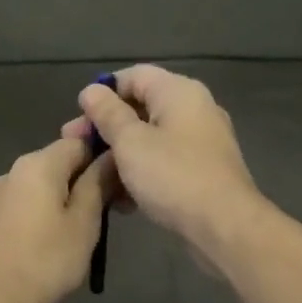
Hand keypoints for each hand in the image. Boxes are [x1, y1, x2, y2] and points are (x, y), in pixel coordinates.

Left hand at [0, 137, 116, 302]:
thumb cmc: (48, 259)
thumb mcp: (85, 221)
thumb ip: (98, 182)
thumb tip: (110, 155)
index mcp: (38, 163)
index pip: (78, 141)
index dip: (103, 157)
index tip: (121, 183)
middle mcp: (14, 170)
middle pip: (59, 162)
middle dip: (86, 179)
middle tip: (112, 211)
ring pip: (43, 184)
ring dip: (67, 197)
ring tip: (86, 229)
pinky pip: (27, 202)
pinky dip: (46, 211)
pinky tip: (55, 239)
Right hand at [65, 65, 260, 248]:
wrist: (226, 227)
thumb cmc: (173, 176)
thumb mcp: (130, 142)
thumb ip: (107, 113)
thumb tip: (91, 90)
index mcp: (178, 92)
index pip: (133, 75)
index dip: (103, 92)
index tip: (79, 118)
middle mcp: (194, 109)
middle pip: (140, 107)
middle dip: (106, 127)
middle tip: (76, 147)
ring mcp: (202, 142)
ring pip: (150, 138)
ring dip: (120, 154)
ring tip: (94, 178)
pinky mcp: (203, 171)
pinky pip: (164, 162)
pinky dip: (142, 173)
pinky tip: (122, 199)